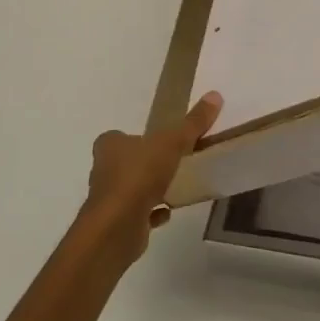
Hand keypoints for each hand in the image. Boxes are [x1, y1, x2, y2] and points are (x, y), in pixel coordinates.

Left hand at [81, 92, 222, 261]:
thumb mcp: (171, 142)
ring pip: (132, 188)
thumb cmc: (139, 176)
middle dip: (146, 163)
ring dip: (150, 188)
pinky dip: (153, 212)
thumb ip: (192, 123)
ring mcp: (110, 198)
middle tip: (173, 162)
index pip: (119, 137)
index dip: (137, 137)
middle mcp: (104, 170)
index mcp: (109, 145)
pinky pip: (139, 213)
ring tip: (176, 186)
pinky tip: (169, 211)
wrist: (117, 226)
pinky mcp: (118, 222)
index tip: (159, 141)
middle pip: (126, 162)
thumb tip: (215, 95)